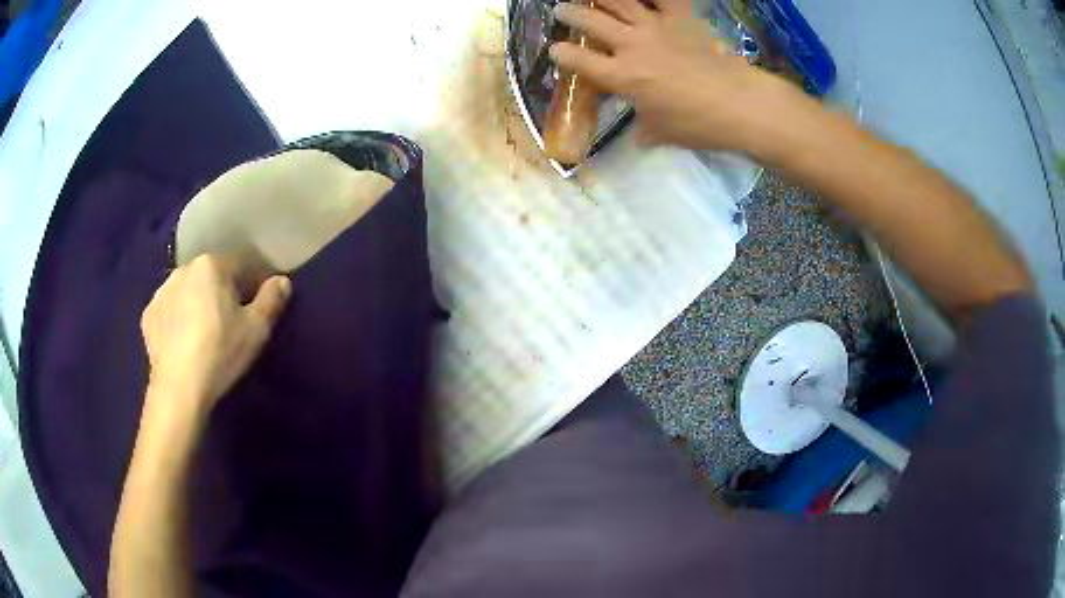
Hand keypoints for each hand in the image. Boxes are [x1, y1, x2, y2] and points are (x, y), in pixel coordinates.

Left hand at [141, 255, 290, 421]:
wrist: (179, 388)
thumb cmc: (220, 353)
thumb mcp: (256, 330)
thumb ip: (272, 300)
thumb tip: (282, 281)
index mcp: (212, 265)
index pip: (242, 262)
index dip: (255, 280)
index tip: (260, 303)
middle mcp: (184, 269)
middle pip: (211, 274)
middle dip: (223, 290)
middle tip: (231, 320)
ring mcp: (162, 291)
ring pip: (187, 290)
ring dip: (197, 302)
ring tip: (204, 332)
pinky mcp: (148, 315)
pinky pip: (169, 310)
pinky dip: (177, 319)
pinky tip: (183, 342)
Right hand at [550, 0, 808, 153]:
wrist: (740, 104)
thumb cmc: (698, 124)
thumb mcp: (663, 133)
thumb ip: (645, 129)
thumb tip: (639, 135)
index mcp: (621, 76)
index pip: (579, 60)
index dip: (562, 54)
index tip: (555, 51)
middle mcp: (631, 45)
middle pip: (590, 21)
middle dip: (570, 14)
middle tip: (561, 10)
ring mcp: (656, 27)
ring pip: (619, 1)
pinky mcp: (682, 18)